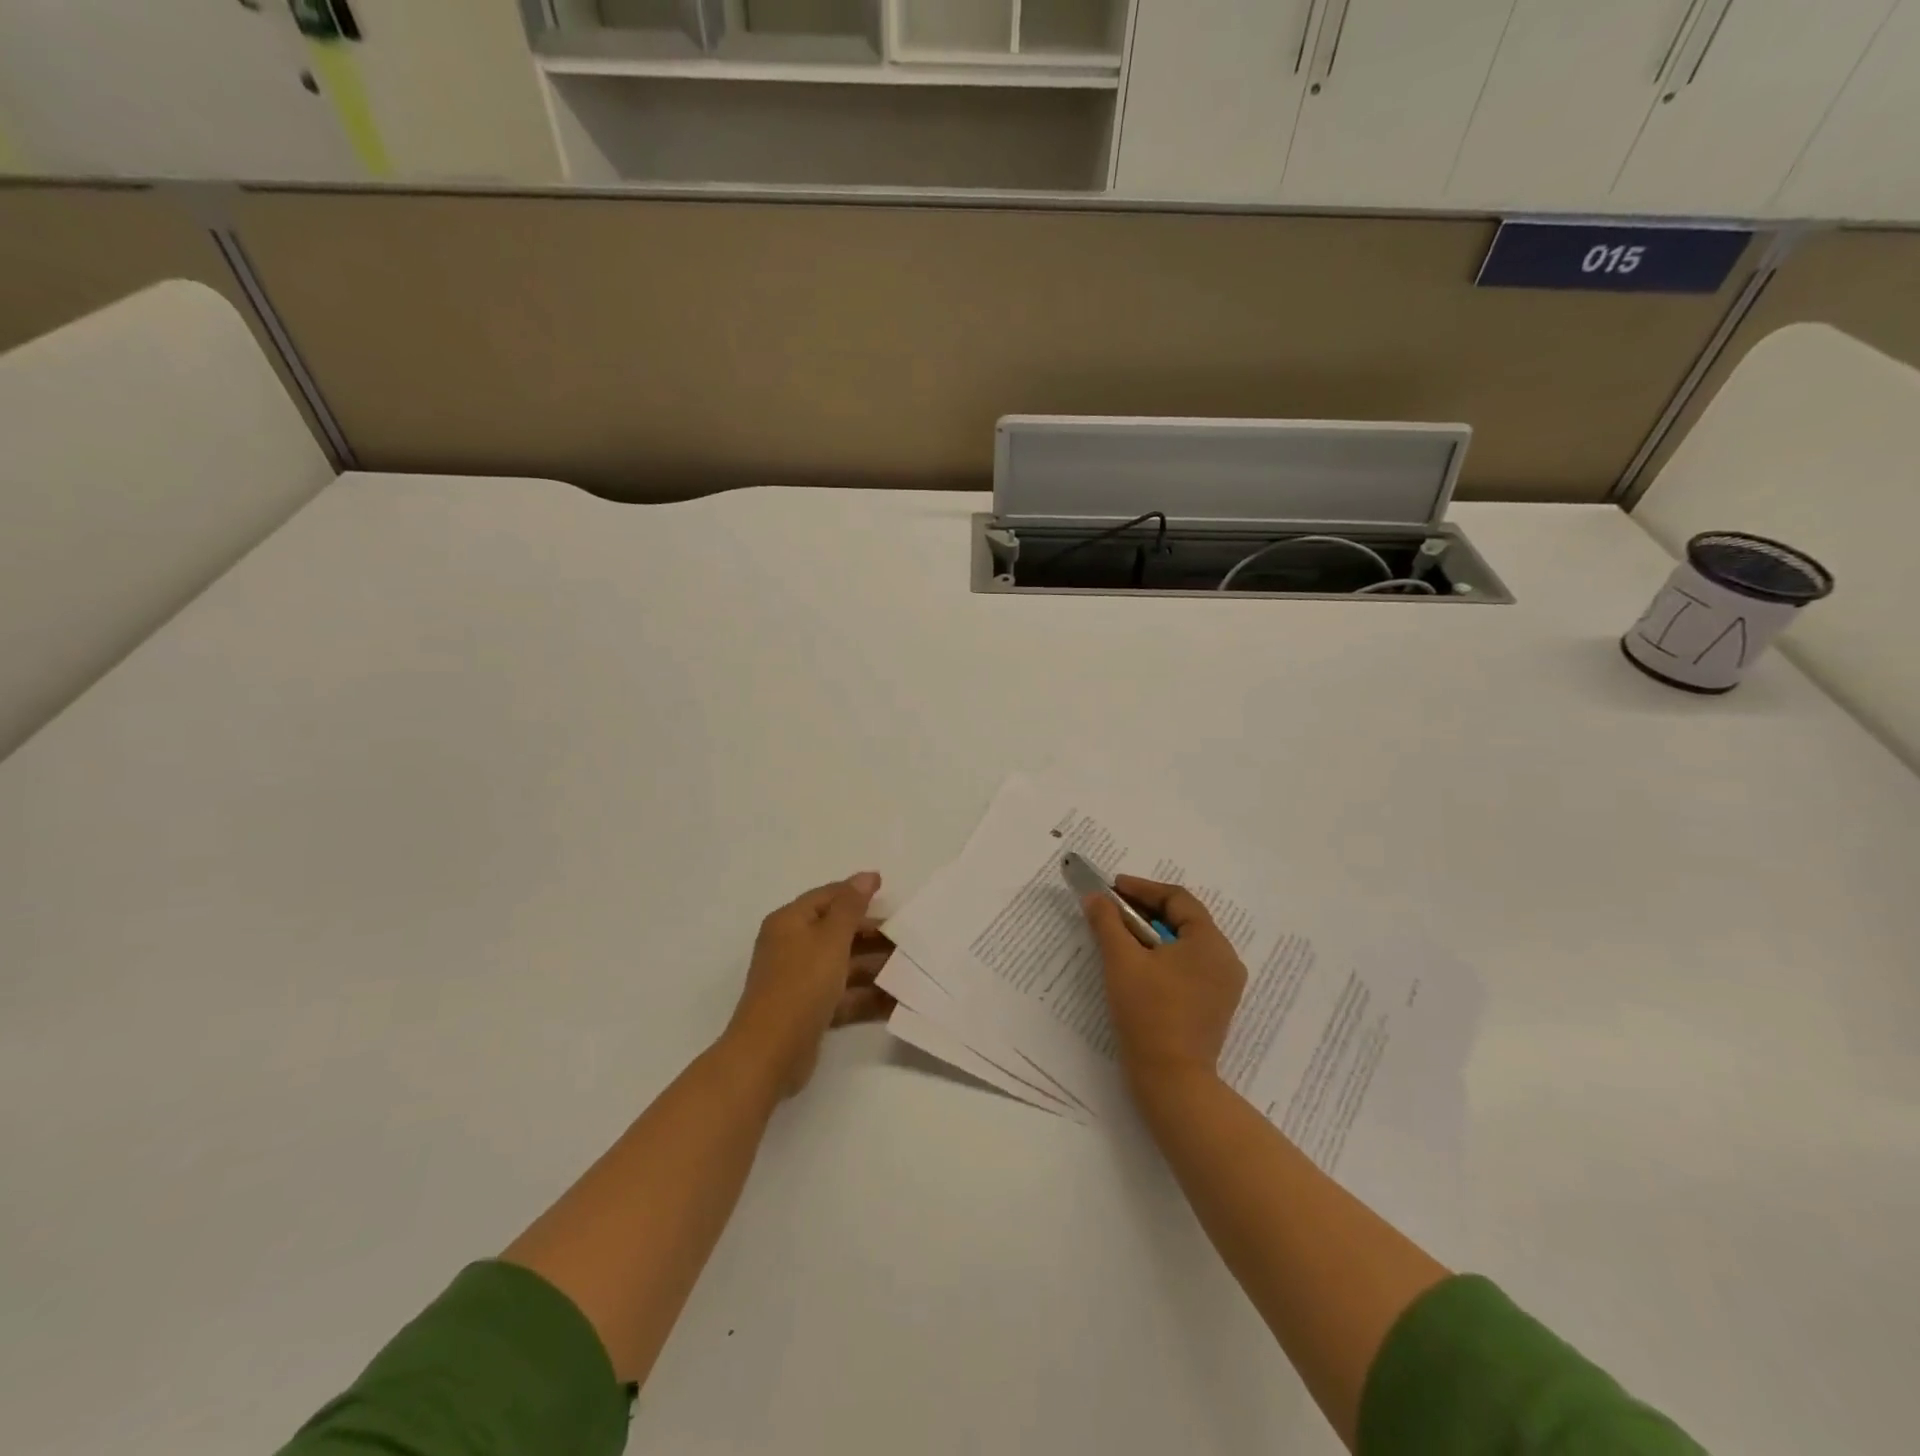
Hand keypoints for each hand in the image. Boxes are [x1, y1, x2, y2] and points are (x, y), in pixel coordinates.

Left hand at [723, 873, 894, 1096]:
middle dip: (872, 935)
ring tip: (911, 970)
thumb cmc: (801, 984)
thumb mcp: (830, 939)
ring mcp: (800, 981)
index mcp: (790, 922)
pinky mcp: (810, 1011)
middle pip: (837, 932)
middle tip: (908, 938)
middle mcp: (792, 946)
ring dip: (875, 967)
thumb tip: (867, 875)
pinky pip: (843, 995)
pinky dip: (867, 996)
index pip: (827, 897)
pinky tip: (897, 1000)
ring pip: (844, 965)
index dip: (856, 892)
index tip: (889, 893)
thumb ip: (851, 906)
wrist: (770, 1053)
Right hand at [1082, 876, 1247, 1096]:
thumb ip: (1107, 921)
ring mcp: (1223, 986)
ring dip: (1152, 934)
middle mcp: (1225, 959)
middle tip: (1112, 909)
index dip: (1142, 889)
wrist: (1172, 1080)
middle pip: (1183, 919)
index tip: (1112, 888)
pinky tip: (1138, 964)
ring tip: (1120, 935)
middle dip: (1145, 910)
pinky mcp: (1214, 1006)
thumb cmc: (1149, 1012)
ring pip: (1185, 944)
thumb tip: (1095, 897)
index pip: (1177, 899)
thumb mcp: (1121, 960)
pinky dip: (1163, 956)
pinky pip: (1189, 966)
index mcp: (1210, 942)